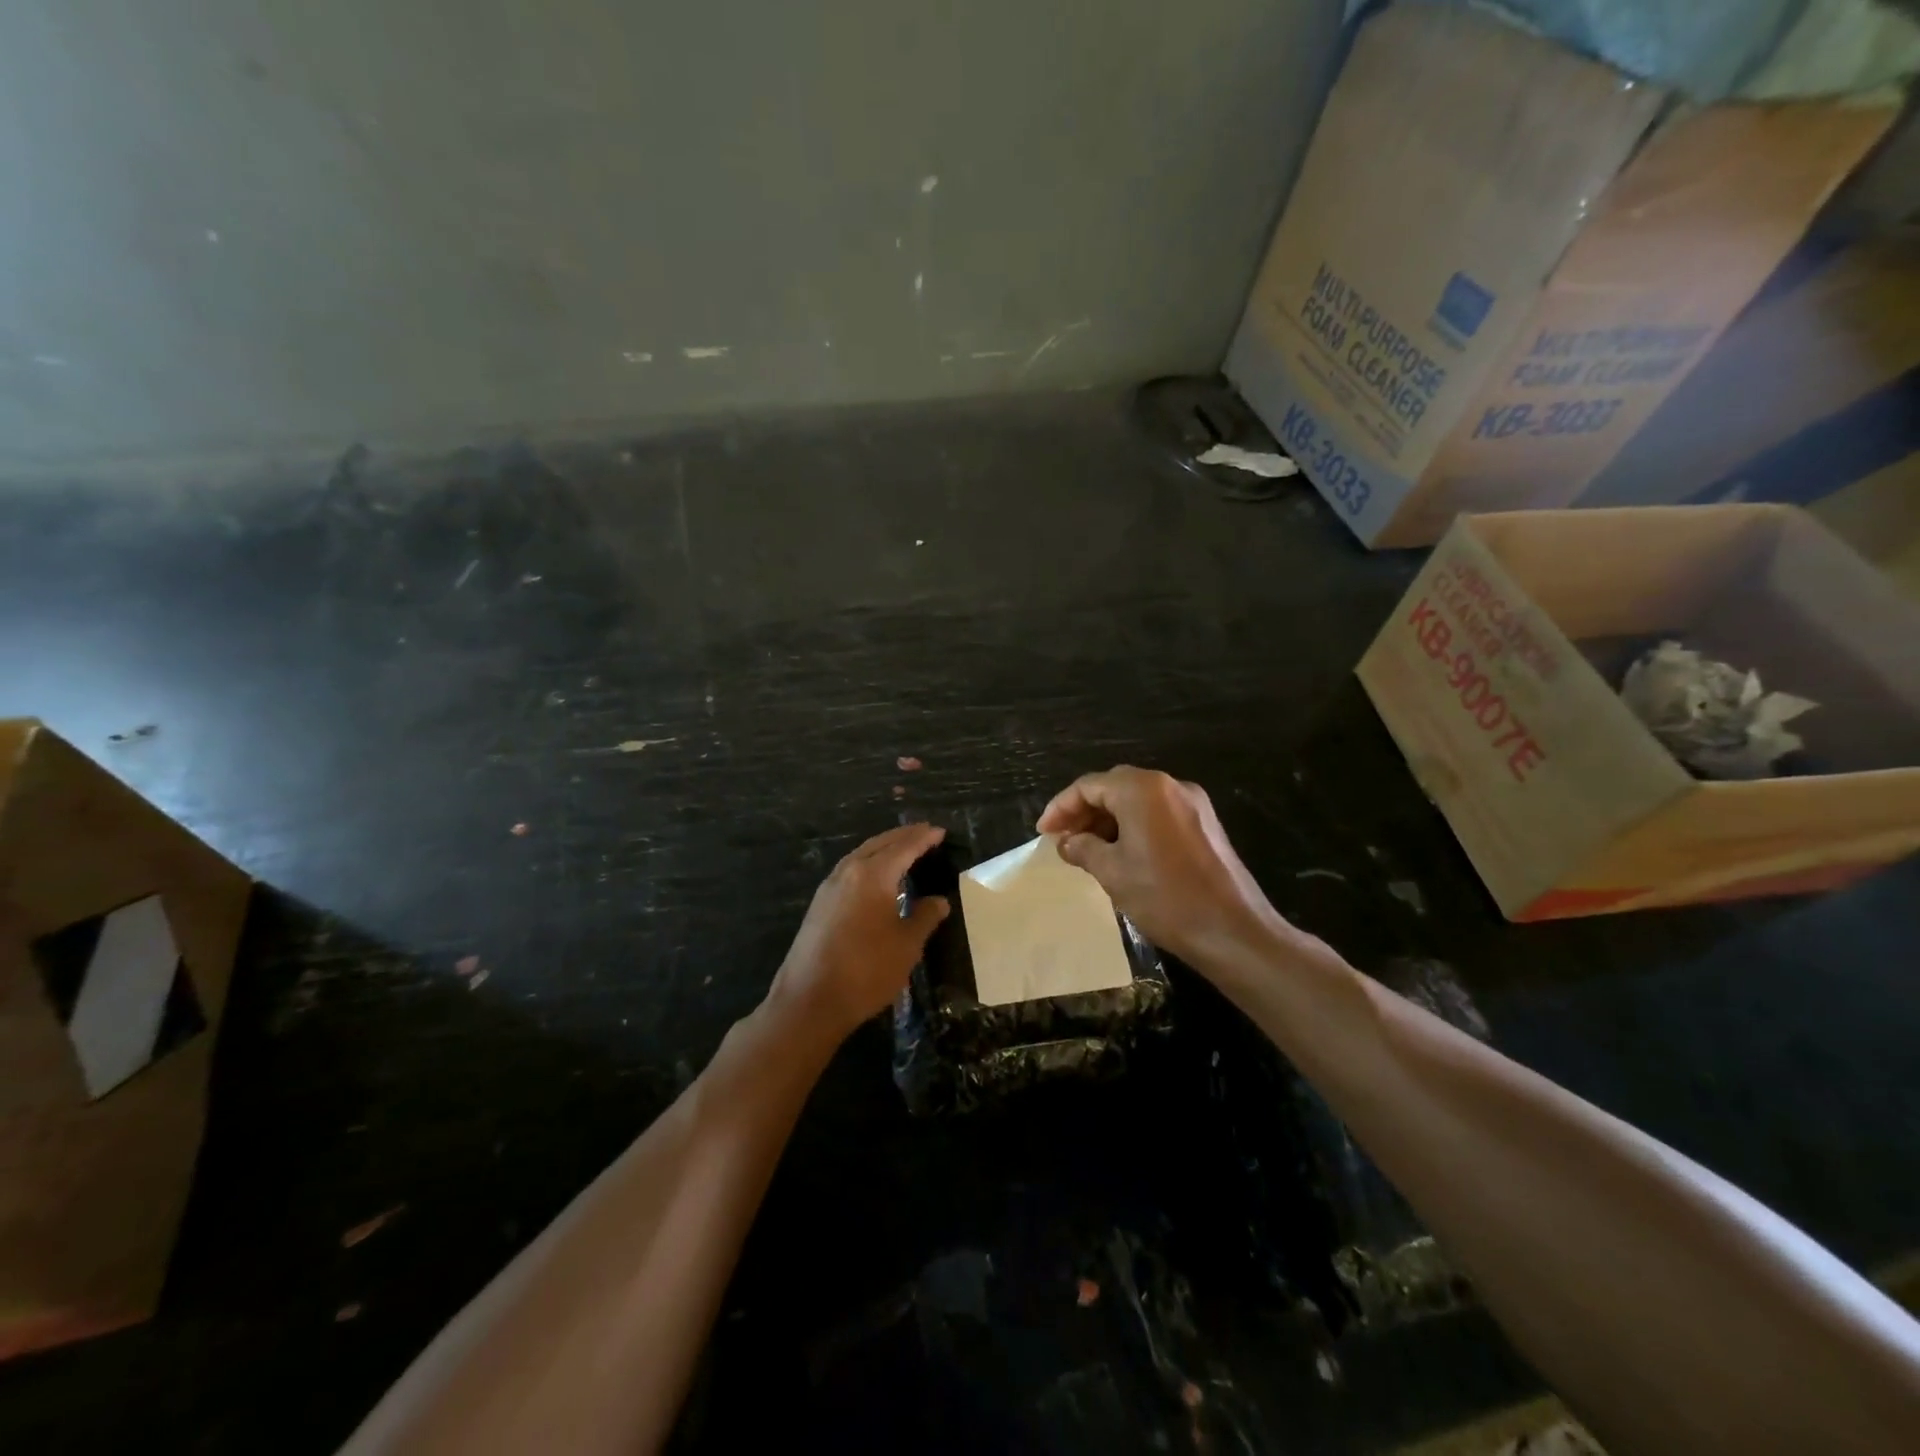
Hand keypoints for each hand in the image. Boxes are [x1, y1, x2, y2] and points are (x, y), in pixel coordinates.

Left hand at [768, 823, 950, 1043]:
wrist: (809, 1001)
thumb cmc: (866, 971)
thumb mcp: (906, 945)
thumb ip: (925, 917)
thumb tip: (939, 900)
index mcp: (873, 875)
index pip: (904, 847)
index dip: (924, 838)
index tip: (941, 831)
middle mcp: (848, 871)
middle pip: (880, 844)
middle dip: (904, 836)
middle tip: (925, 832)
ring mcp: (829, 887)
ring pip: (861, 854)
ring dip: (884, 847)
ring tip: (904, 848)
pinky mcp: (819, 904)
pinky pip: (849, 870)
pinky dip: (869, 863)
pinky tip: (877, 876)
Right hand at [1037, 766, 1284, 963]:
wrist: (1233, 930)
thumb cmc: (1165, 897)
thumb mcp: (1112, 873)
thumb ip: (1083, 849)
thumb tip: (1067, 842)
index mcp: (1143, 790)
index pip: (1089, 786)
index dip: (1061, 807)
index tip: (1044, 833)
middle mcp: (1169, 786)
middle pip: (1114, 787)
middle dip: (1084, 811)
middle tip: (1063, 839)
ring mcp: (1192, 804)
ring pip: (1138, 800)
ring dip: (1109, 819)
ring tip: (1088, 850)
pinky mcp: (1205, 824)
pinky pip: (1158, 814)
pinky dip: (1134, 826)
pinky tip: (1122, 853)